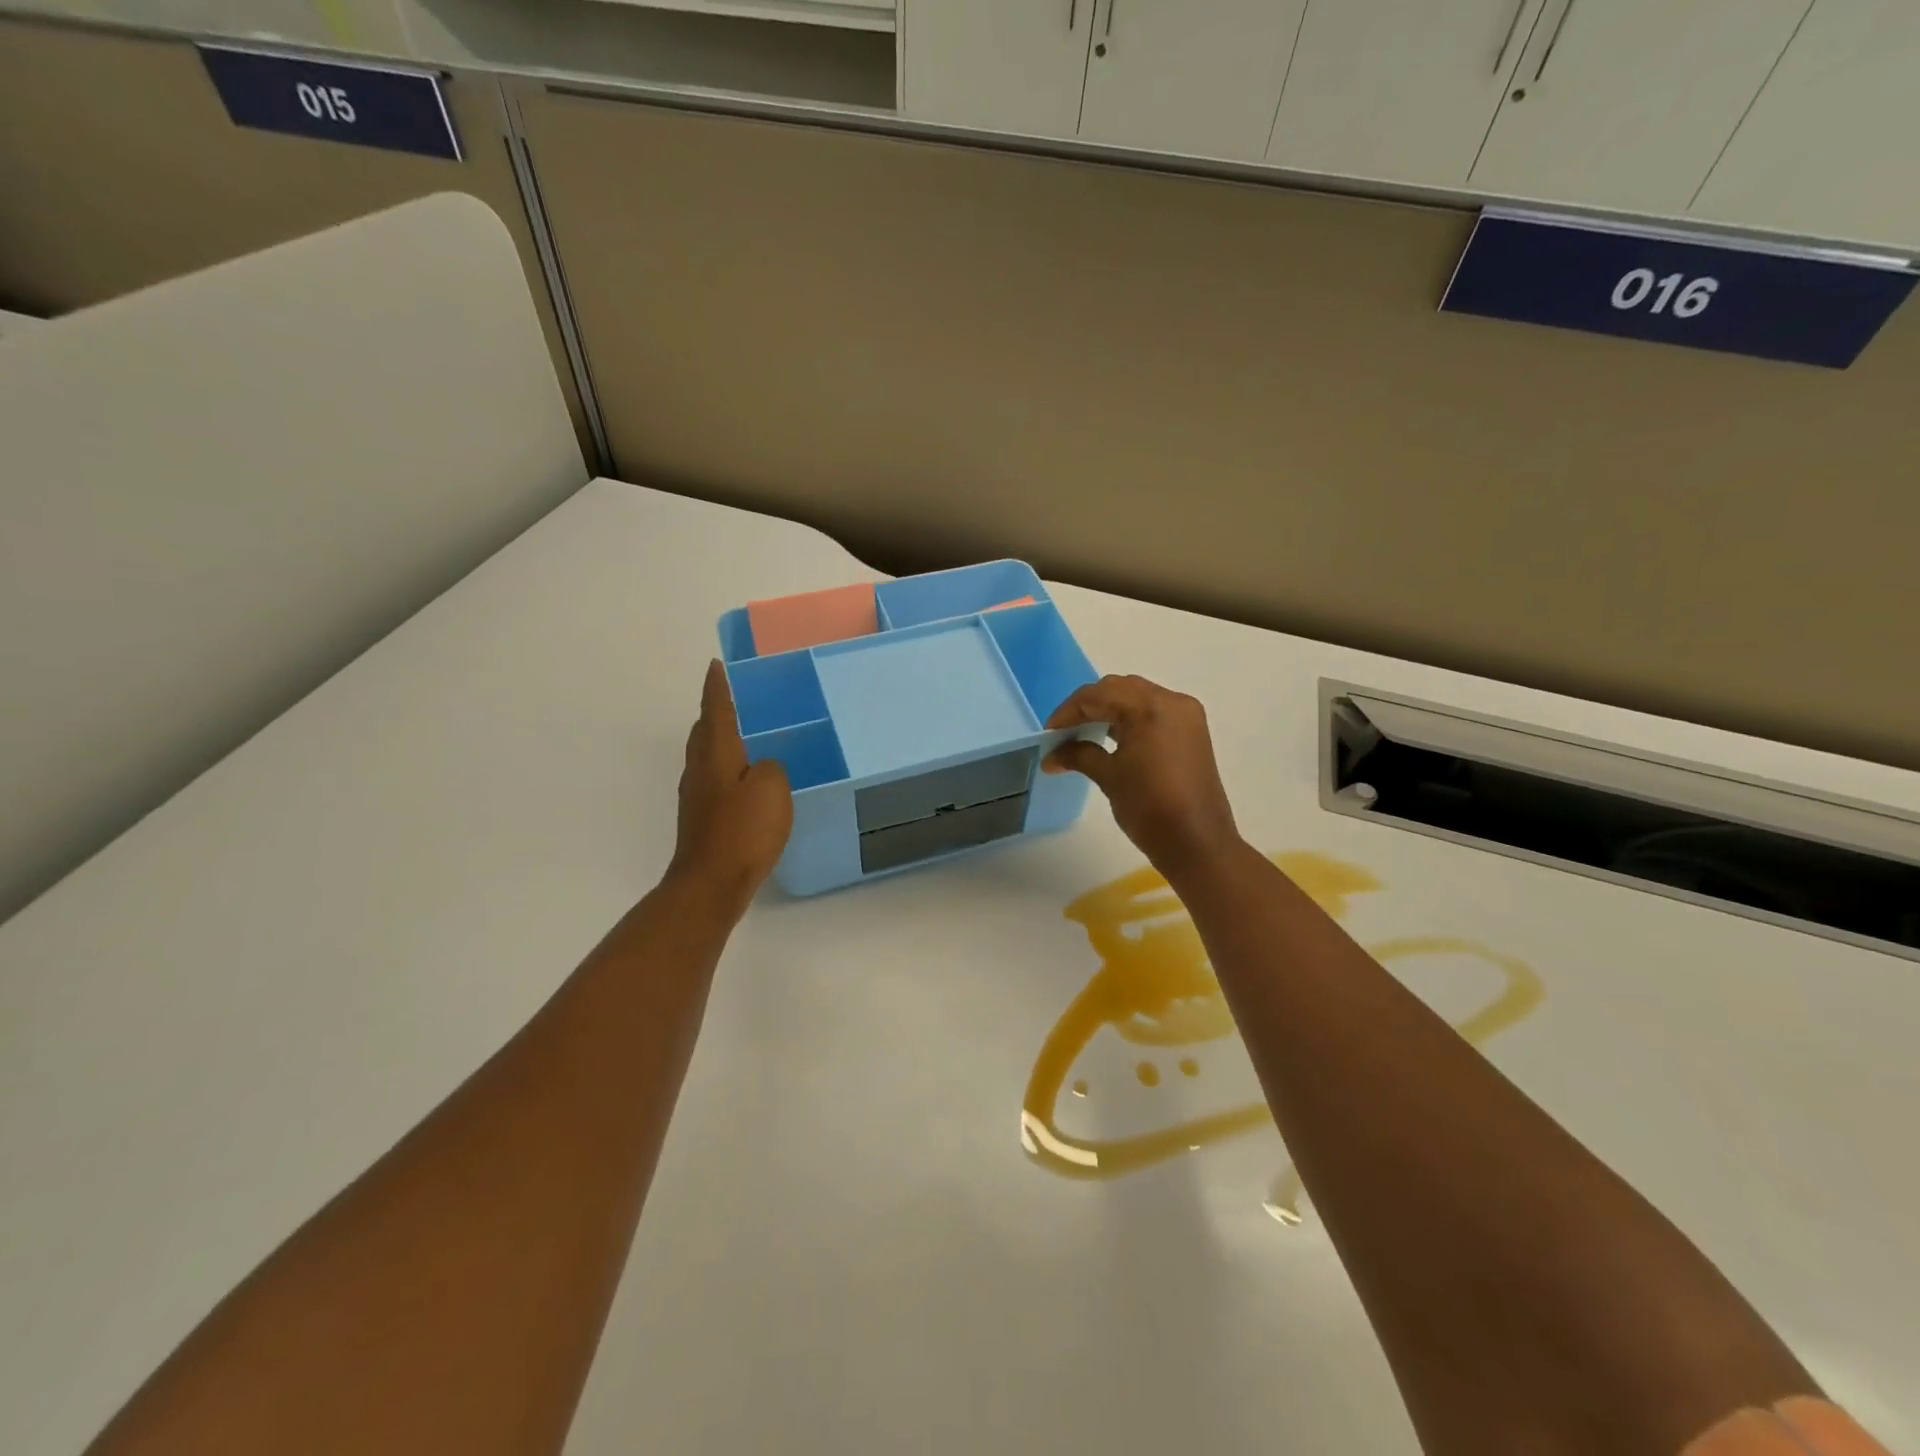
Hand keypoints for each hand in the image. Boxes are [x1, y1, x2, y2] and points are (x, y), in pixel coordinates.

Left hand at [665, 660, 792, 915]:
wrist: (710, 884)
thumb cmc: (743, 831)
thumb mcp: (771, 789)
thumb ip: (770, 767)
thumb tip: (762, 767)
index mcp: (716, 755)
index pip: (716, 710)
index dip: (718, 687)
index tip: (716, 665)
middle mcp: (700, 770)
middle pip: (704, 732)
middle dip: (716, 713)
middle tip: (737, 700)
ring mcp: (697, 797)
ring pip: (706, 757)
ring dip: (721, 741)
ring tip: (747, 736)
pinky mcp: (702, 820)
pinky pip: (714, 780)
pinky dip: (727, 769)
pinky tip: (747, 781)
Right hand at [1043, 674, 1242, 879]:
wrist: (1197, 844)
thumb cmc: (1149, 808)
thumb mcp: (1109, 777)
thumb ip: (1078, 755)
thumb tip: (1051, 756)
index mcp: (1149, 708)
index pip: (1097, 695)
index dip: (1068, 712)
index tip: (1049, 734)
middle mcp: (1171, 701)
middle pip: (1118, 689)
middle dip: (1088, 706)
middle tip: (1064, 732)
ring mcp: (1186, 715)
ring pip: (1137, 697)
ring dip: (1109, 710)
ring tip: (1085, 735)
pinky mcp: (1192, 731)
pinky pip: (1154, 711)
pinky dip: (1130, 718)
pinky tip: (1112, 738)